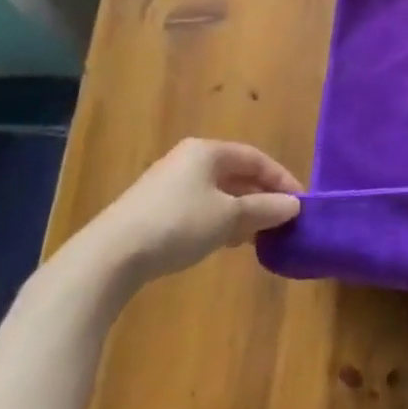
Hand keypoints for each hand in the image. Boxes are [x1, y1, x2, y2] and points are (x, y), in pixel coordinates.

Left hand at [87, 138, 301, 282]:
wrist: (108, 257)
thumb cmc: (178, 225)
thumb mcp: (229, 217)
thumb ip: (264, 208)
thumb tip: (294, 205)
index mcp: (208, 151)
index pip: (256, 159)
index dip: (281, 179)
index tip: (299, 203)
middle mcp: (187, 159)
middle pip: (236, 174)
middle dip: (260, 196)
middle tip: (280, 220)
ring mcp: (166, 183)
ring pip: (216, 192)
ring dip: (240, 211)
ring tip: (256, 235)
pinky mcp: (151, 209)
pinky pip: (197, 207)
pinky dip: (217, 220)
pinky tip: (222, 242)